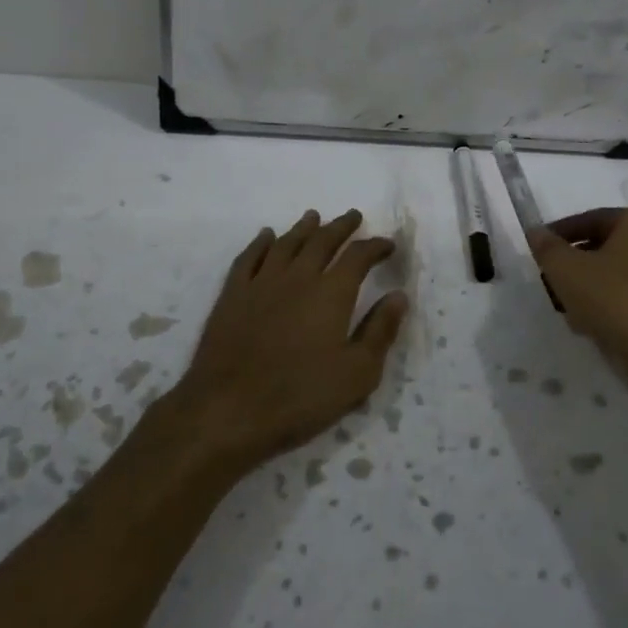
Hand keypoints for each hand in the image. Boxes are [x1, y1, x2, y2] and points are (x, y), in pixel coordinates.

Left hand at [171, 209, 406, 472]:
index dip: (375, 246)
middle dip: (341, 227)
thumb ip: (380, 331)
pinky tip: (266, 236)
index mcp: (332, 293)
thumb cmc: (300, 397)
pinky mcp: (232, 295)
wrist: (228, 410)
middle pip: (322, 241)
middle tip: (353, 217)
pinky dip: (260, 242)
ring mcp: (261, 283)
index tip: (387, 244)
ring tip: (314, 217)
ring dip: (304, 228)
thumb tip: (399, 295)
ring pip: (286, 243)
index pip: (359, 256)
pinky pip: (249, 257)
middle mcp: (298, 277)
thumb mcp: (357, 374)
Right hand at [528, 207, 627, 396]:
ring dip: (597, 287)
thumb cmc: (615, 302)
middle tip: (554, 282)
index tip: (541, 251)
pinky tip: (599, 327)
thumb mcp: (566, 271)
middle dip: (579, 264)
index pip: (593, 219)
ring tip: (572, 310)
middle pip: (611, 247)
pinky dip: (620, 306)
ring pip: (627, 275)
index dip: (561, 234)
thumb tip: (536, 232)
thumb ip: (547, 247)